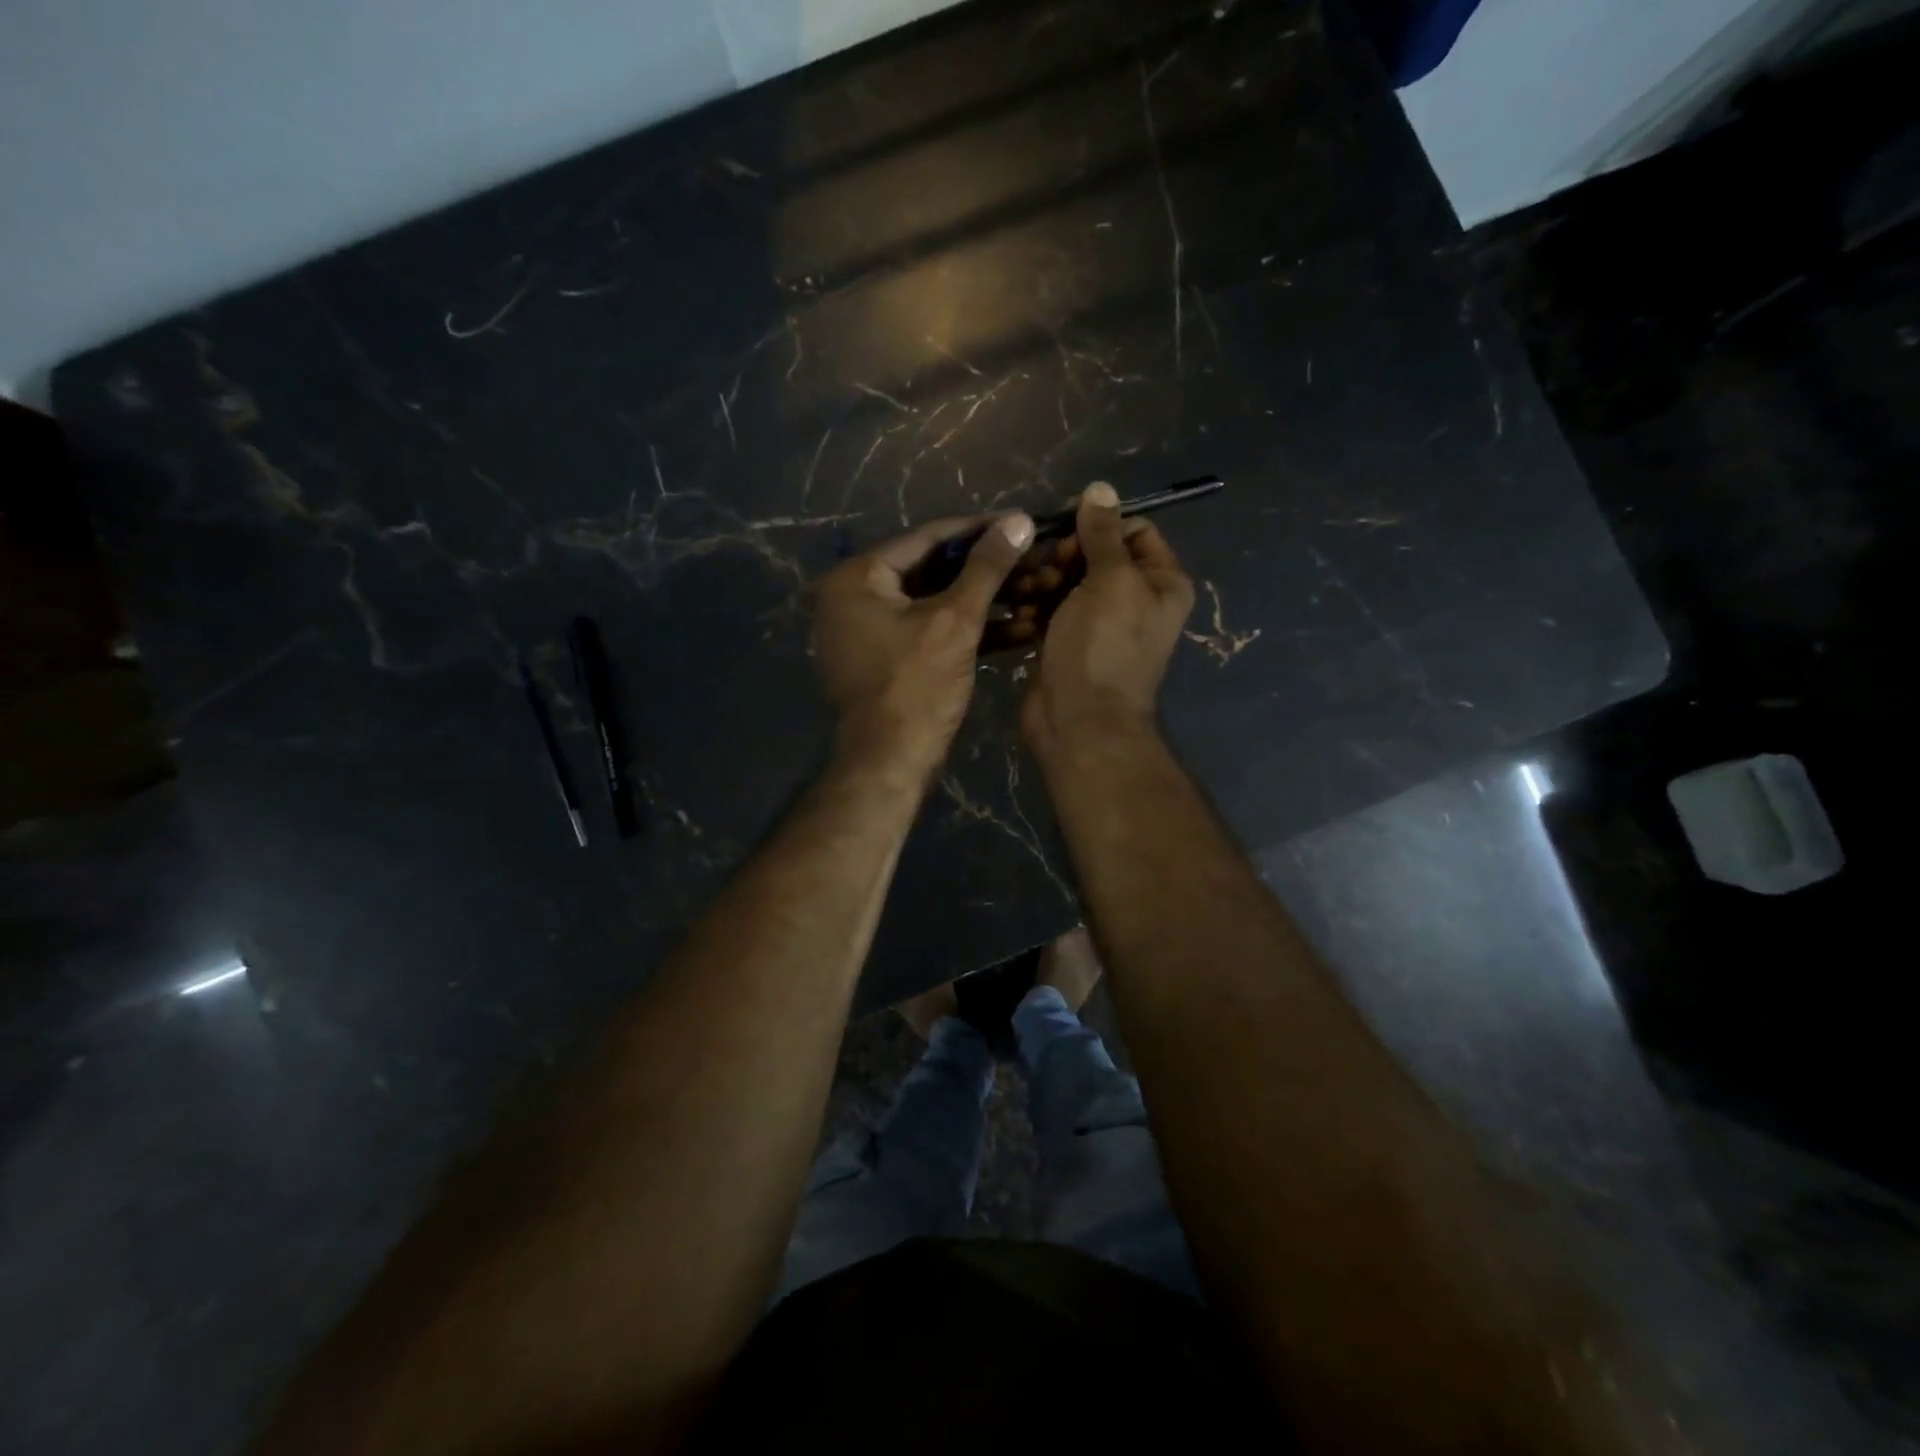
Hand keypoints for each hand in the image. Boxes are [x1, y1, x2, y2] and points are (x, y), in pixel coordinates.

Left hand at [814, 512, 1034, 774]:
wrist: (890, 765)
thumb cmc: (915, 688)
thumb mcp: (955, 622)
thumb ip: (987, 568)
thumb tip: (1018, 519)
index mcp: (857, 578)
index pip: (927, 538)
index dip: (980, 530)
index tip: (1022, 522)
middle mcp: (856, 597)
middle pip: (934, 570)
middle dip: (989, 571)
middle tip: (1035, 560)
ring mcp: (872, 631)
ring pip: (938, 604)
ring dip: (987, 602)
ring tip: (1038, 592)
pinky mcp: (891, 660)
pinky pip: (933, 632)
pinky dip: (970, 631)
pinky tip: (1020, 629)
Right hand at [1023, 482, 1193, 752]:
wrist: (1079, 721)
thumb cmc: (1102, 647)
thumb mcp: (1110, 580)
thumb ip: (1103, 533)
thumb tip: (1101, 488)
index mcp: (1160, 582)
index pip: (1133, 531)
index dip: (1098, 525)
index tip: (1066, 533)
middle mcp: (1134, 600)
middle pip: (1094, 554)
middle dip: (1063, 556)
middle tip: (1043, 570)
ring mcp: (1098, 623)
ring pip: (1066, 581)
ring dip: (1043, 581)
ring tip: (1026, 594)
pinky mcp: (1066, 641)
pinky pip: (1049, 608)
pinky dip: (1035, 606)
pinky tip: (1019, 611)